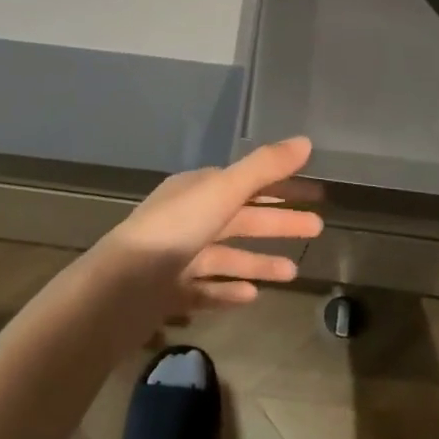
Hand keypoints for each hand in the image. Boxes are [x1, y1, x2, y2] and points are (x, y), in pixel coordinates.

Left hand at [90, 138, 322, 323]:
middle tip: (318, 228)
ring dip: (259, 260)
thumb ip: (264, 167)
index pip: (248, 182)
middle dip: (278, 222)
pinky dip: (230, 288)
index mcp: (198, 189)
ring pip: (227, 254)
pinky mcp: (170, 292)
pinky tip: (253, 296)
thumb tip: (306, 141)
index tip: (315, 193)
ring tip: (294, 271)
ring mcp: (178, 256)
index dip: (282, 186)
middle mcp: (188, 218)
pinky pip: (207, 287)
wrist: (120, 288)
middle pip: (241, 218)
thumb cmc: (175, 230)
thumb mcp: (223, 190)